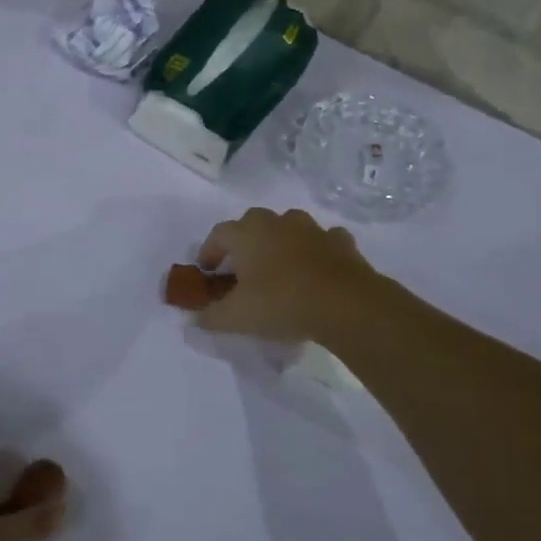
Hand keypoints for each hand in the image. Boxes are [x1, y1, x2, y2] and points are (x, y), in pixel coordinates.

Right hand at [190, 207, 386, 343]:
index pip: (217, 234)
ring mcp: (311, 229)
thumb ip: (210, 316)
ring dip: (281, 243)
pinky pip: (322, 241)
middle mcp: (276, 222)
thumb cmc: (281, 303)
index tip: (207, 272)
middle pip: (252, 224)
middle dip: (244, 243)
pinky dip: (315, 252)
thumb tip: (194, 318)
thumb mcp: (236, 317)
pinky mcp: (341, 242)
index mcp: (246, 233)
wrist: (345, 304)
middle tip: (242, 269)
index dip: (209, 252)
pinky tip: (315, 271)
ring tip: (279, 269)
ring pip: (288, 228)